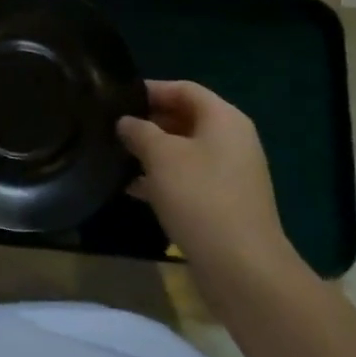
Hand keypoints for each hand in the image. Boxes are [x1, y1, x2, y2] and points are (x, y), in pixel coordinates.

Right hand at [118, 80, 306, 289]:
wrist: (242, 267)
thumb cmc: (199, 197)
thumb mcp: (161, 156)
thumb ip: (139, 131)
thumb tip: (126, 121)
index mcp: (224, 118)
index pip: (183, 89)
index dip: (150, 90)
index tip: (117, 99)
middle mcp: (232, 140)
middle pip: (186, 118)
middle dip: (149, 122)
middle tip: (113, 129)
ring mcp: (231, 173)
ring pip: (185, 150)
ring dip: (153, 152)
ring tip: (117, 157)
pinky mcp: (226, 202)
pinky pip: (190, 178)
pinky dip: (164, 178)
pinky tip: (133, 189)